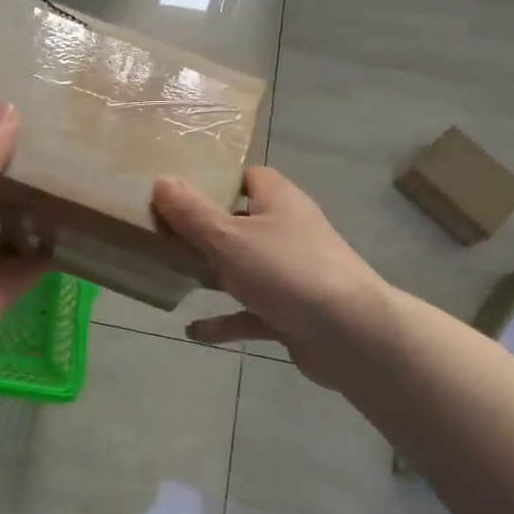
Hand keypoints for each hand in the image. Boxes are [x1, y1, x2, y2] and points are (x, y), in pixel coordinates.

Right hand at [152, 166, 389, 389]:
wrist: (352, 335)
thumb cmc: (287, 271)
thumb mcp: (229, 238)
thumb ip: (193, 213)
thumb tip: (162, 180)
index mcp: (279, 202)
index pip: (249, 177)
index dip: (217, 179)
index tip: (179, 189)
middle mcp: (288, 232)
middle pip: (241, 223)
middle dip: (205, 230)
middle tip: (163, 234)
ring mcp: (293, 275)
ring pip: (245, 269)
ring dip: (213, 275)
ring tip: (172, 275)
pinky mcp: (293, 313)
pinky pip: (251, 313)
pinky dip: (225, 321)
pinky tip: (193, 331)